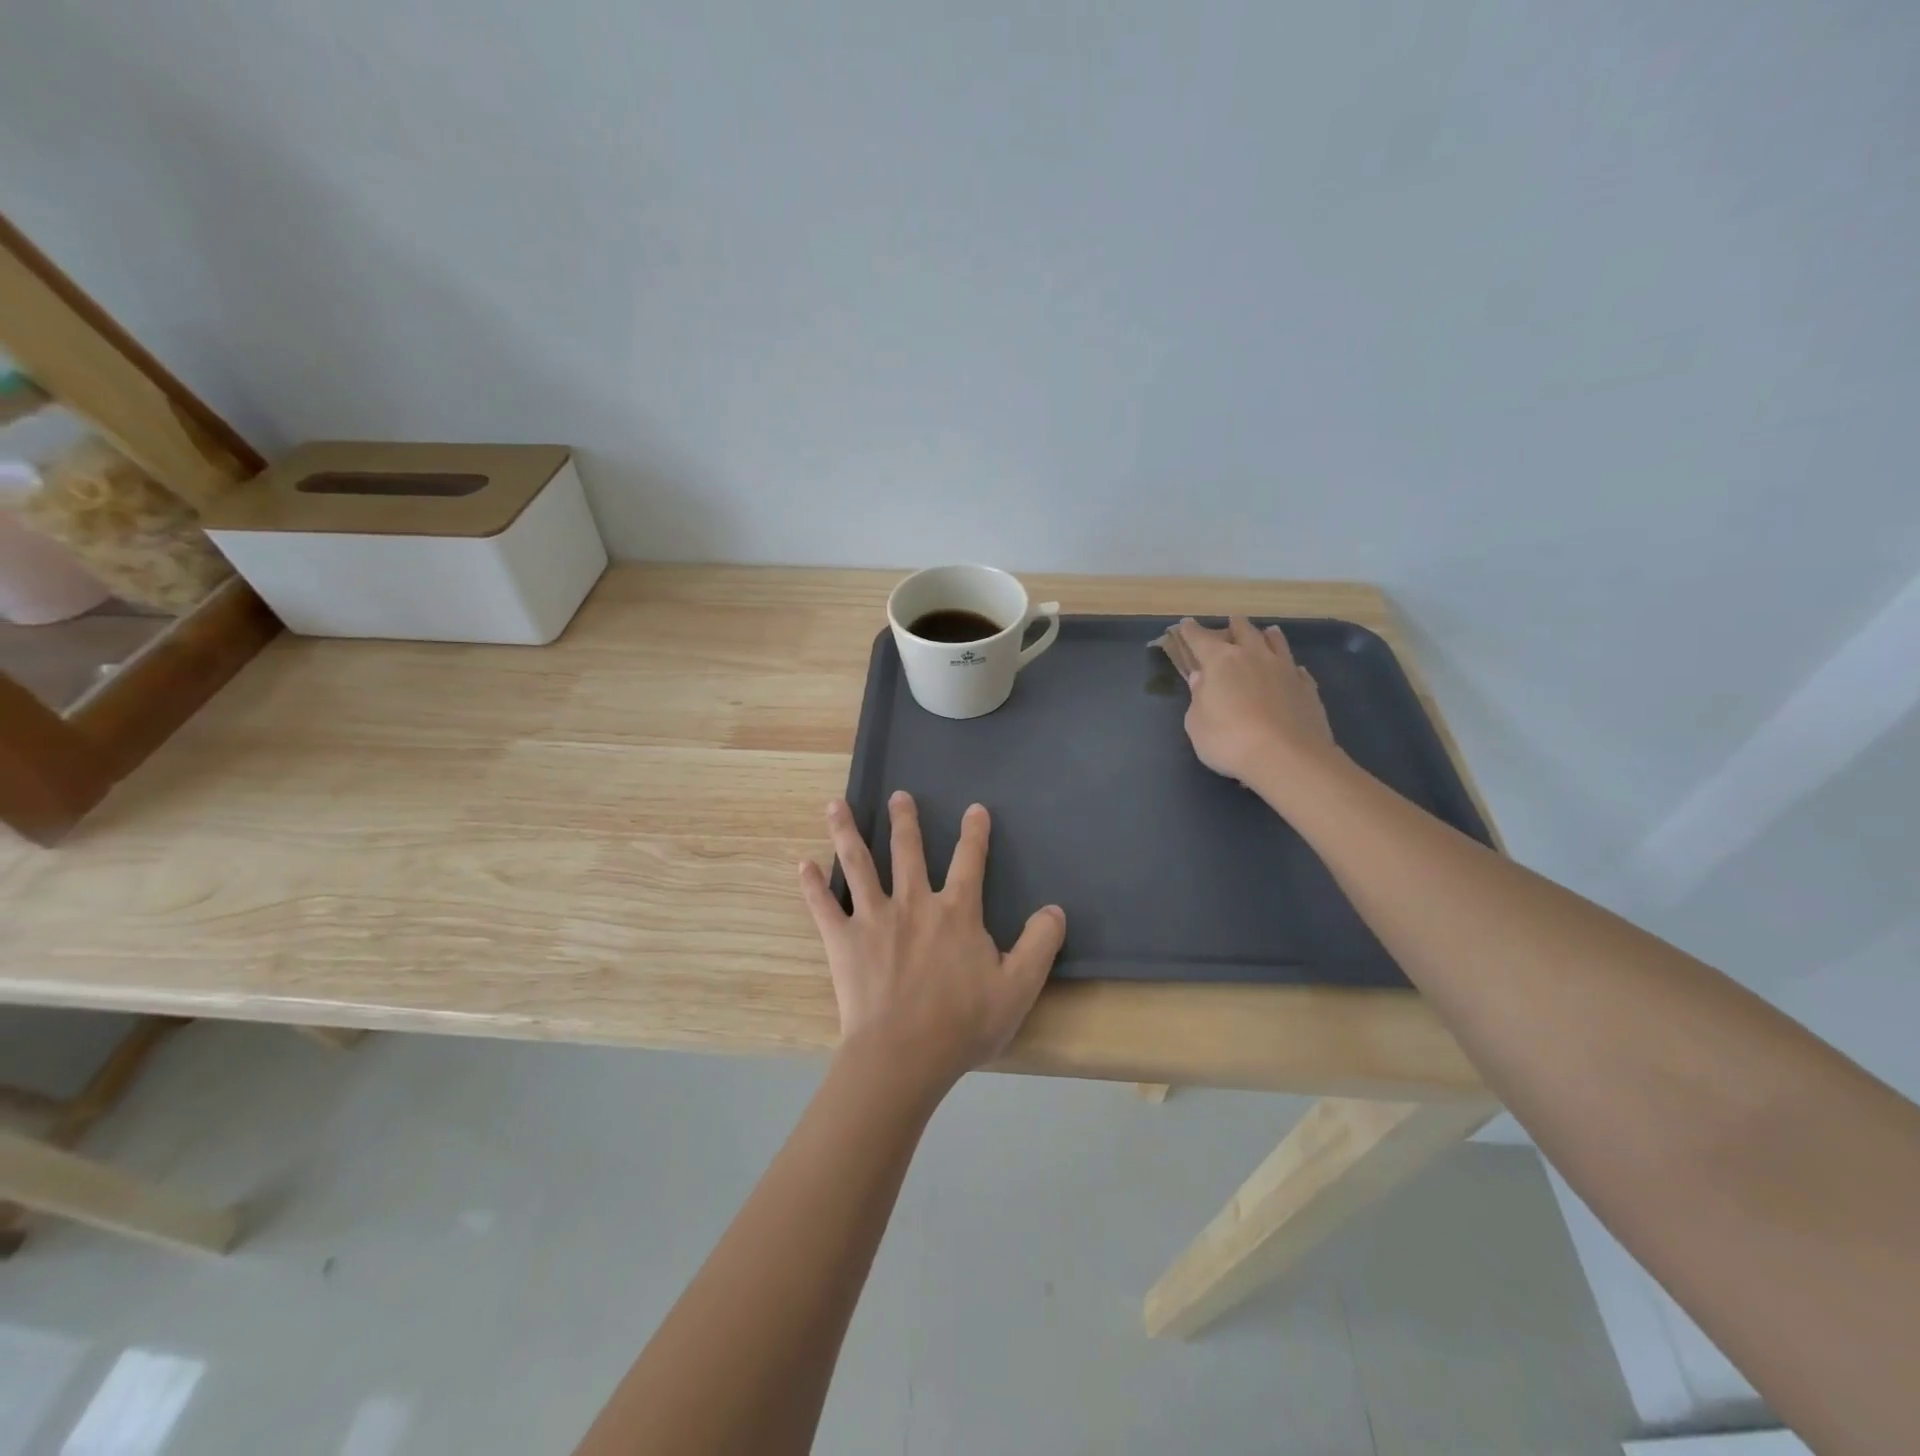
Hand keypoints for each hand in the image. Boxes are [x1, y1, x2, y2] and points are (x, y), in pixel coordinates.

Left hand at [797, 793, 1066, 1094]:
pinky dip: (812, 885)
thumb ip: (1039, 945)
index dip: (975, 833)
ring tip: (834, 805)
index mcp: (956, 912)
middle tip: (899, 795)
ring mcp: (873, 918)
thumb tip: (1055, 910)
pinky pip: (823, 906)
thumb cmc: (963, 1024)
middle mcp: (913, 903)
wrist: (904, 1056)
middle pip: (908, 850)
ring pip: (858, 864)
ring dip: (846, 832)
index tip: (974, 809)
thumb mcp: (1018, 987)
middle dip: (905, 820)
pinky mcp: (843, 941)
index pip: (970, 861)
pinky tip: (802, 865)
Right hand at [1174, 616, 1337, 791]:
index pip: (1200, 639)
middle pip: (1243, 631)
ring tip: (1266, 632)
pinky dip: (1289, 665)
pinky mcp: (1307, 687)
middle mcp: (1254, 656)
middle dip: (1233, 626)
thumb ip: (1198, 697)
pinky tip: (1291, 669)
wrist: (1286, 758)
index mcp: (1221, 661)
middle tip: (1230, 623)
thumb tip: (1202, 678)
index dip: (1190, 631)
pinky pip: (1296, 668)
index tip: (1185, 624)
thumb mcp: (1197, 723)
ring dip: (1267, 635)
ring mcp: (1284, 669)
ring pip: (1276, 642)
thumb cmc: (1228, 740)